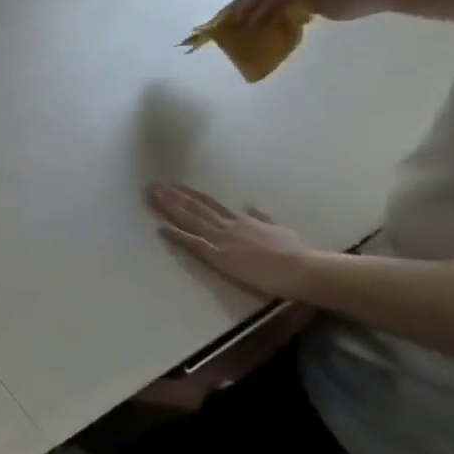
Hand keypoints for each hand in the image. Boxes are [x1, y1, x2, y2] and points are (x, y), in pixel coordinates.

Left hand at [146, 184, 318, 297]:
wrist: (302, 268)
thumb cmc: (296, 252)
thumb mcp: (280, 228)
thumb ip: (263, 217)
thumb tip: (252, 206)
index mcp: (241, 220)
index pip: (210, 203)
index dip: (190, 194)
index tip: (174, 185)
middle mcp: (227, 225)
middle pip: (194, 207)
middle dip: (172, 196)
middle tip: (152, 185)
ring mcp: (220, 238)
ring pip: (189, 219)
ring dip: (168, 207)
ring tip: (151, 197)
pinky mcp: (218, 255)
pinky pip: (192, 242)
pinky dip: (175, 234)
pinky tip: (159, 228)